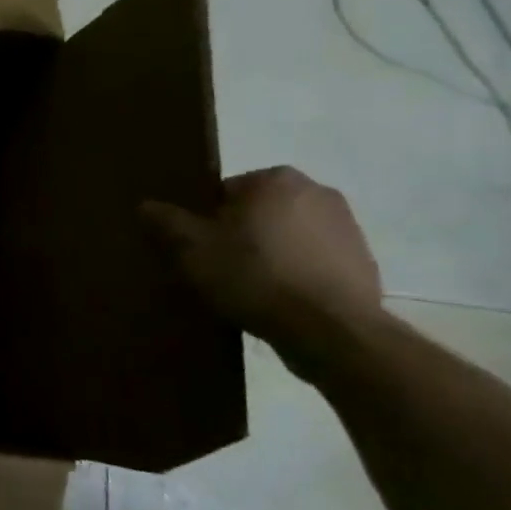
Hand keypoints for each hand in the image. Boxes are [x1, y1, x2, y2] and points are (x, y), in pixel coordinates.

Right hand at [141, 167, 383, 361]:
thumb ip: (167, 222)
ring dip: (269, 253)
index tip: (199, 249)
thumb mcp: (193, 248)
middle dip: (239, 234)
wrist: (329, 330)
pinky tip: (279, 300)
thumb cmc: (254, 275)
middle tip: (219, 268)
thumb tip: (146, 205)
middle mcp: (316, 191)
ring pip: (286, 235)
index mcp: (274, 179)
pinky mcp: (364, 260)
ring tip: (249, 288)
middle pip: (257, 211)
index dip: (205, 221)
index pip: (223, 192)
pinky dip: (296, 273)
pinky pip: (313, 260)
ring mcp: (347, 226)